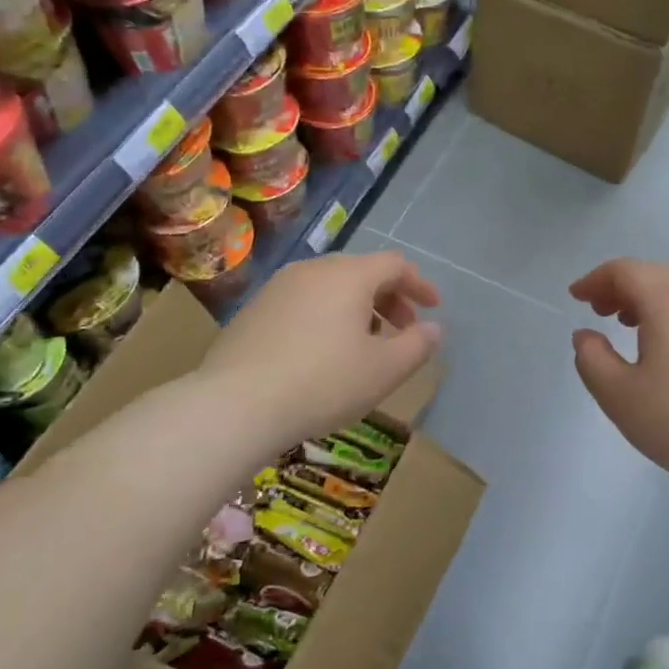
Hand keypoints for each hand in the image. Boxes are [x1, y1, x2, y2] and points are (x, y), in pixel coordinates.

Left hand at [198, 252, 441, 451]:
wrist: (235, 404)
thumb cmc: (323, 383)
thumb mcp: (384, 370)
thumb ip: (417, 345)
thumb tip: (433, 329)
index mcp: (348, 275)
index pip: (395, 264)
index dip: (419, 284)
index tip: (433, 309)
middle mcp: (312, 269)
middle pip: (362, 272)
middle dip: (389, 298)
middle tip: (402, 330)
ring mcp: (278, 287)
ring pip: (330, 286)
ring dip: (358, 308)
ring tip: (364, 344)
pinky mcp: (254, 310)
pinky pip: (304, 302)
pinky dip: (326, 316)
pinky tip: (323, 352)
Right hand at [571, 260, 668, 499]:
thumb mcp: (618, 394)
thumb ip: (591, 358)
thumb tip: (586, 335)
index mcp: (668, 301)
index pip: (626, 270)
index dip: (595, 279)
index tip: (575, 298)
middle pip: (656, 274)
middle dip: (622, 286)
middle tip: (599, 311)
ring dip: (650, 299)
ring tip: (630, 326)